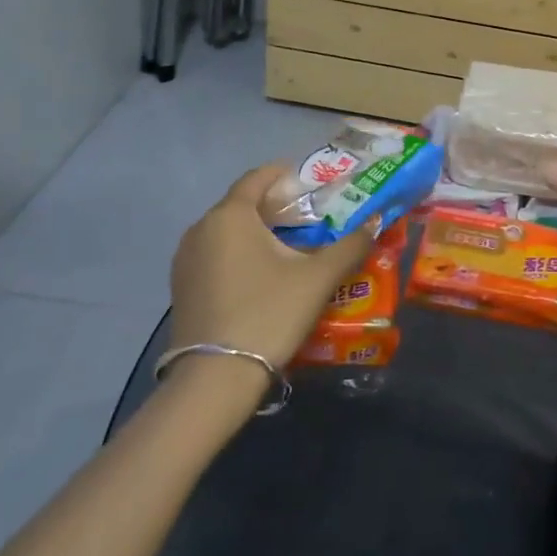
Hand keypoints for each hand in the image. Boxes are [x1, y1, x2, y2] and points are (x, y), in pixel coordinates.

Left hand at [168, 164, 376, 365]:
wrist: (214, 381)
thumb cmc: (268, 313)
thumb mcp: (318, 278)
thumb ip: (350, 245)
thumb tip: (375, 222)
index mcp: (230, 215)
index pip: (258, 176)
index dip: (286, 174)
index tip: (312, 184)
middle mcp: (201, 229)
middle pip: (242, 204)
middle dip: (275, 206)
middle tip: (310, 218)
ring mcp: (185, 260)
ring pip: (227, 231)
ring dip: (257, 232)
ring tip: (290, 248)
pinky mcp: (181, 288)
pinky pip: (215, 255)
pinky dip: (239, 254)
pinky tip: (263, 276)